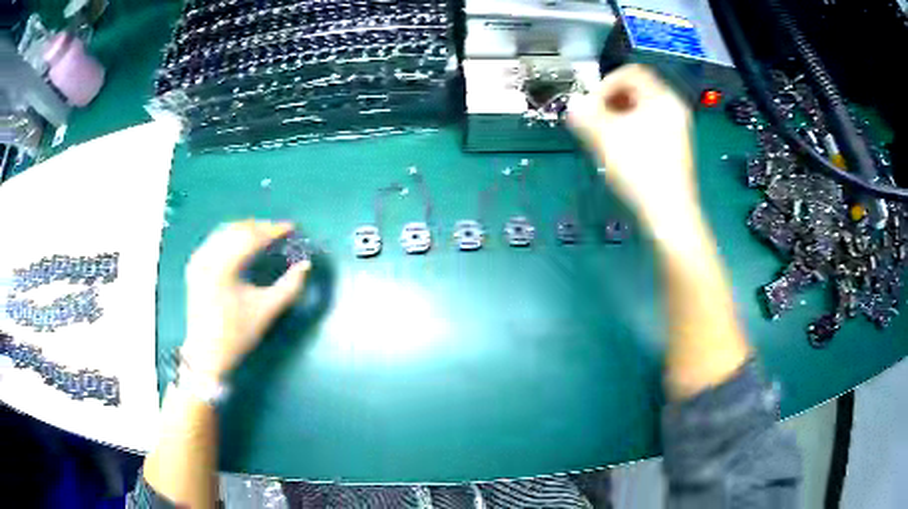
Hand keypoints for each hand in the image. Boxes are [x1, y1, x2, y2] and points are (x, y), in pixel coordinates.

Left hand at [181, 220, 309, 379]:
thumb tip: (306, 265)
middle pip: (238, 229)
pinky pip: (215, 240)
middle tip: (280, 231)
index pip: (252, 237)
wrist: (206, 354)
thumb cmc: (237, 334)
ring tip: (264, 235)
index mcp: (223, 267)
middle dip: (261, 227)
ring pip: (225, 232)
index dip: (274, 230)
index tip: (292, 227)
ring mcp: (198, 260)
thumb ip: (289, 287)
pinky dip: (231, 237)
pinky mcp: (194, 266)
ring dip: (246, 229)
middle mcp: (207, 257)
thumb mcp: (267, 311)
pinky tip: (241, 243)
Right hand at [568, 64, 698, 232]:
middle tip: (596, 121)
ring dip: (619, 116)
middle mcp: (674, 107)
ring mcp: (679, 128)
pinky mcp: (677, 147)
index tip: (592, 105)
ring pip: (643, 109)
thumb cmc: (639, 170)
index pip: (630, 72)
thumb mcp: (605, 137)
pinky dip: (633, 129)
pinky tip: (623, 151)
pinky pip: (651, 125)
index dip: (606, 84)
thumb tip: (574, 104)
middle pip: (637, 89)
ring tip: (606, 137)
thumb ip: (585, 114)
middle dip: (611, 101)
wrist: (669, 213)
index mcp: (662, 97)